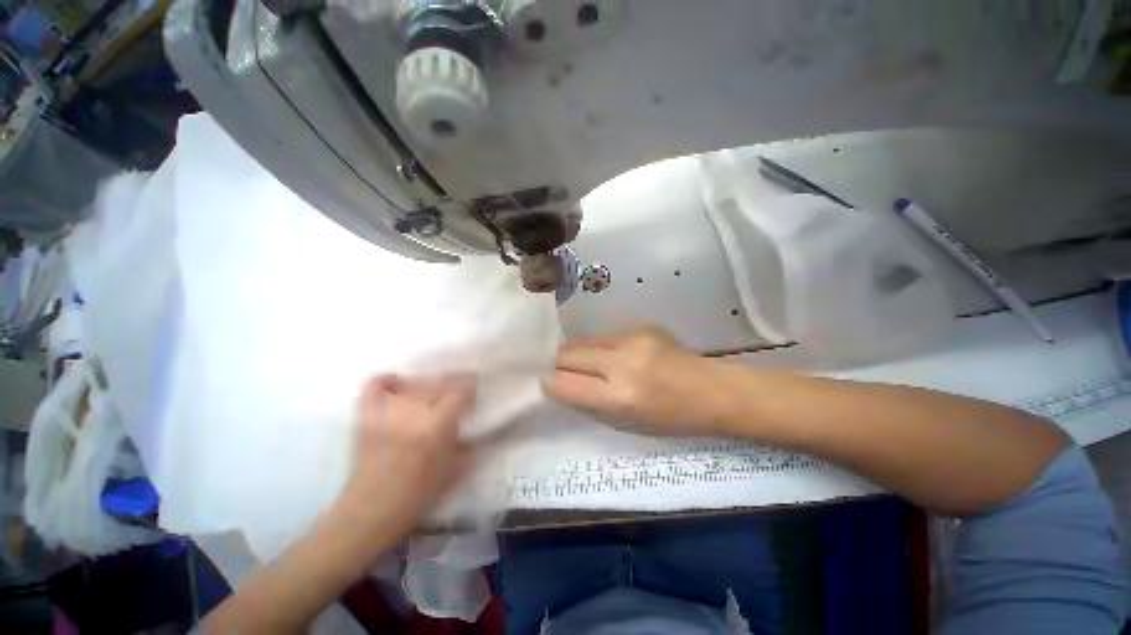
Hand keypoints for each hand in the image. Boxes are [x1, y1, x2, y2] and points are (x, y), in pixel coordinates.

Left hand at [338, 375, 475, 536]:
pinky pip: (376, 386)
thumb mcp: (456, 470)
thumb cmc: (419, 493)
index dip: (470, 389)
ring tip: (430, 398)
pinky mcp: (367, 416)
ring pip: (413, 383)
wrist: (371, 510)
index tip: (473, 395)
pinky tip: (399, 388)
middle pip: (438, 383)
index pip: (460, 391)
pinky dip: (388, 382)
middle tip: (454, 399)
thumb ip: (471, 444)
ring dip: (426, 387)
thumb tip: (479, 427)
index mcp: (436, 424)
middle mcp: (412, 412)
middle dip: (451, 387)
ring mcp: (386, 412)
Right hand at [543, 327, 733, 435]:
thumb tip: (560, 385)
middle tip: (560, 371)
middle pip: (568, 354)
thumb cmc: (671, 419)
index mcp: (619, 398)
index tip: (547, 384)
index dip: (551, 384)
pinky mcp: (641, 326)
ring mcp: (632, 339)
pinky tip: (611, 354)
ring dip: (576, 352)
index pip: (565, 385)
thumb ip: (589, 403)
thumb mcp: (626, 424)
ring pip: (582, 340)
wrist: (713, 391)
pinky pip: (604, 335)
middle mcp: (622, 364)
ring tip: (583, 361)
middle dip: (558, 364)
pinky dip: (598, 346)